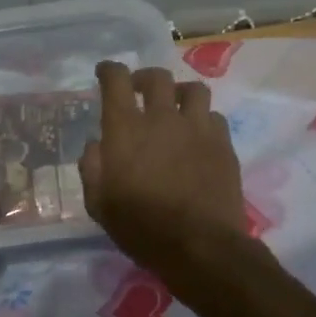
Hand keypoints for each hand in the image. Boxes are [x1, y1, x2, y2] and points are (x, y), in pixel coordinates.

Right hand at [80, 61, 248, 274]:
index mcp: (125, 129)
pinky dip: (202, 120)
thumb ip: (92, 167)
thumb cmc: (140, 227)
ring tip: (175, 108)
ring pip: (193, 89)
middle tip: (139, 91)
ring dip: (179, 93)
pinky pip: (214, 117)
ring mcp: (197, 128)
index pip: (116, 81)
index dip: (109, 70)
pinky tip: (197, 136)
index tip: (105, 72)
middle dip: (144, 78)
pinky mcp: (223, 144)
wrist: (199, 246)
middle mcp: (162, 118)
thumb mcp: (98, 203)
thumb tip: (97, 145)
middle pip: (157, 77)